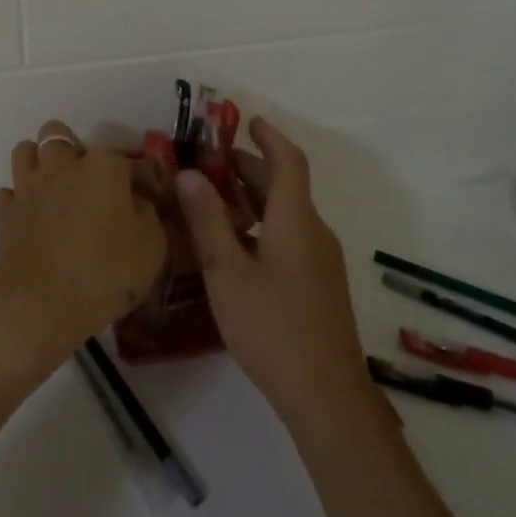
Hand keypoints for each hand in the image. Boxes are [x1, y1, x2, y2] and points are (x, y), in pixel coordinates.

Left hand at [0, 120, 167, 382]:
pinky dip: (17, 202)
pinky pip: (7, 194)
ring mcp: (28, 187)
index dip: (141, 178)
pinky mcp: (4, 213)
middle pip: (58, 133)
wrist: (39, 307)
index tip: (148, 199)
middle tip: (87, 181)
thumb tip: (137, 201)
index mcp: (104, 167)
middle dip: (72, 148)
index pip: (128, 159)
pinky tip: (30, 218)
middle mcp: (63, 166)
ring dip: (38, 164)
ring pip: (24, 151)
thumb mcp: (152, 247)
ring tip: (54, 189)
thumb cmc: (104, 274)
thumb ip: (148, 214)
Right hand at [176, 118, 371, 430]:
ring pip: (287, 213)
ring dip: (254, 197)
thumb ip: (207, 220)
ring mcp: (320, 260)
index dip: (268, 136)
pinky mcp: (319, 284)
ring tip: (214, 197)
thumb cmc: (272, 328)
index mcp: (296, 220)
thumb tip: (188, 173)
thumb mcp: (228, 272)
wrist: (327, 396)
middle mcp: (314, 231)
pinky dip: (262, 224)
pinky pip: (290, 236)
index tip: (246, 120)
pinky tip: (235, 245)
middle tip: (211, 161)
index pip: (289, 161)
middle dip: (250, 167)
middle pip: (286, 185)